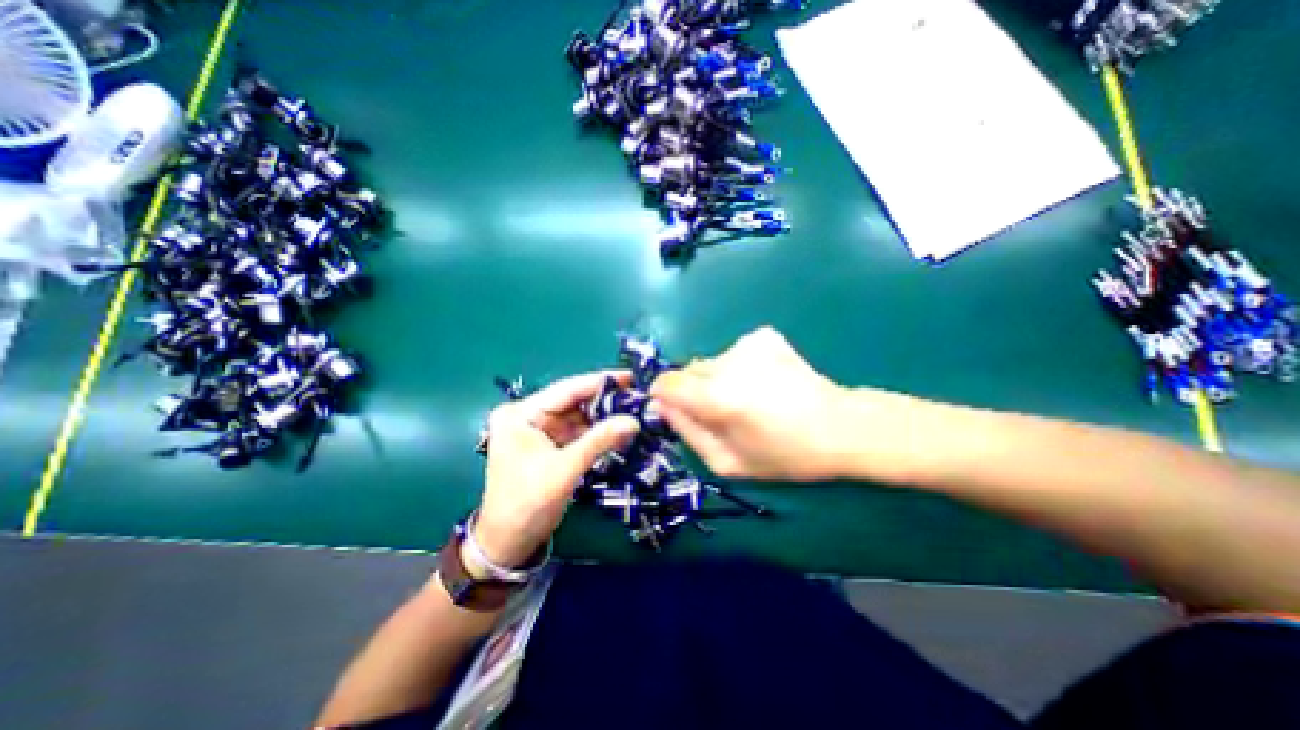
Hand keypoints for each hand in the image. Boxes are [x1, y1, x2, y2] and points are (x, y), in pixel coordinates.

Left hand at [475, 373, 637, 566]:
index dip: (599, 382)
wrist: (507, 544)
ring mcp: (538, 431)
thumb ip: (599, 441)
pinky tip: (618, 431)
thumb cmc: (527, 504)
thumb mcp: (565, 469)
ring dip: (603, 419)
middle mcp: (528, 416)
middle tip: (637, 396)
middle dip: (604, 402)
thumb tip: (633, 421)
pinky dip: (596, 434)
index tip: (629, 376)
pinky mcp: (548, 446)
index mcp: (521, 414)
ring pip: (578, 418)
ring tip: (634, 412)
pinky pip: (577, 433)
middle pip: (573, 402)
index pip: (566, 390)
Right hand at [650, 327, 912, 480]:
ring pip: (711, 363)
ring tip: (749, 398)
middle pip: (688, 371)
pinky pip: (733, 354)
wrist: (839, 427)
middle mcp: (728, 363)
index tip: (678, 410)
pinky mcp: (763, 336)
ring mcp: (747, 345)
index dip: (665, 396)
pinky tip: (765, 382)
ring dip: (718, 380)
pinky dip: (739, 368)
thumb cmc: (784, 454)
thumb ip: (687, 432)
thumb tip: (661, 406)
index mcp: (717, 398)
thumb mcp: (728, 462)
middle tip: (723, 412)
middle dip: (695, 391)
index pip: (666, 383)